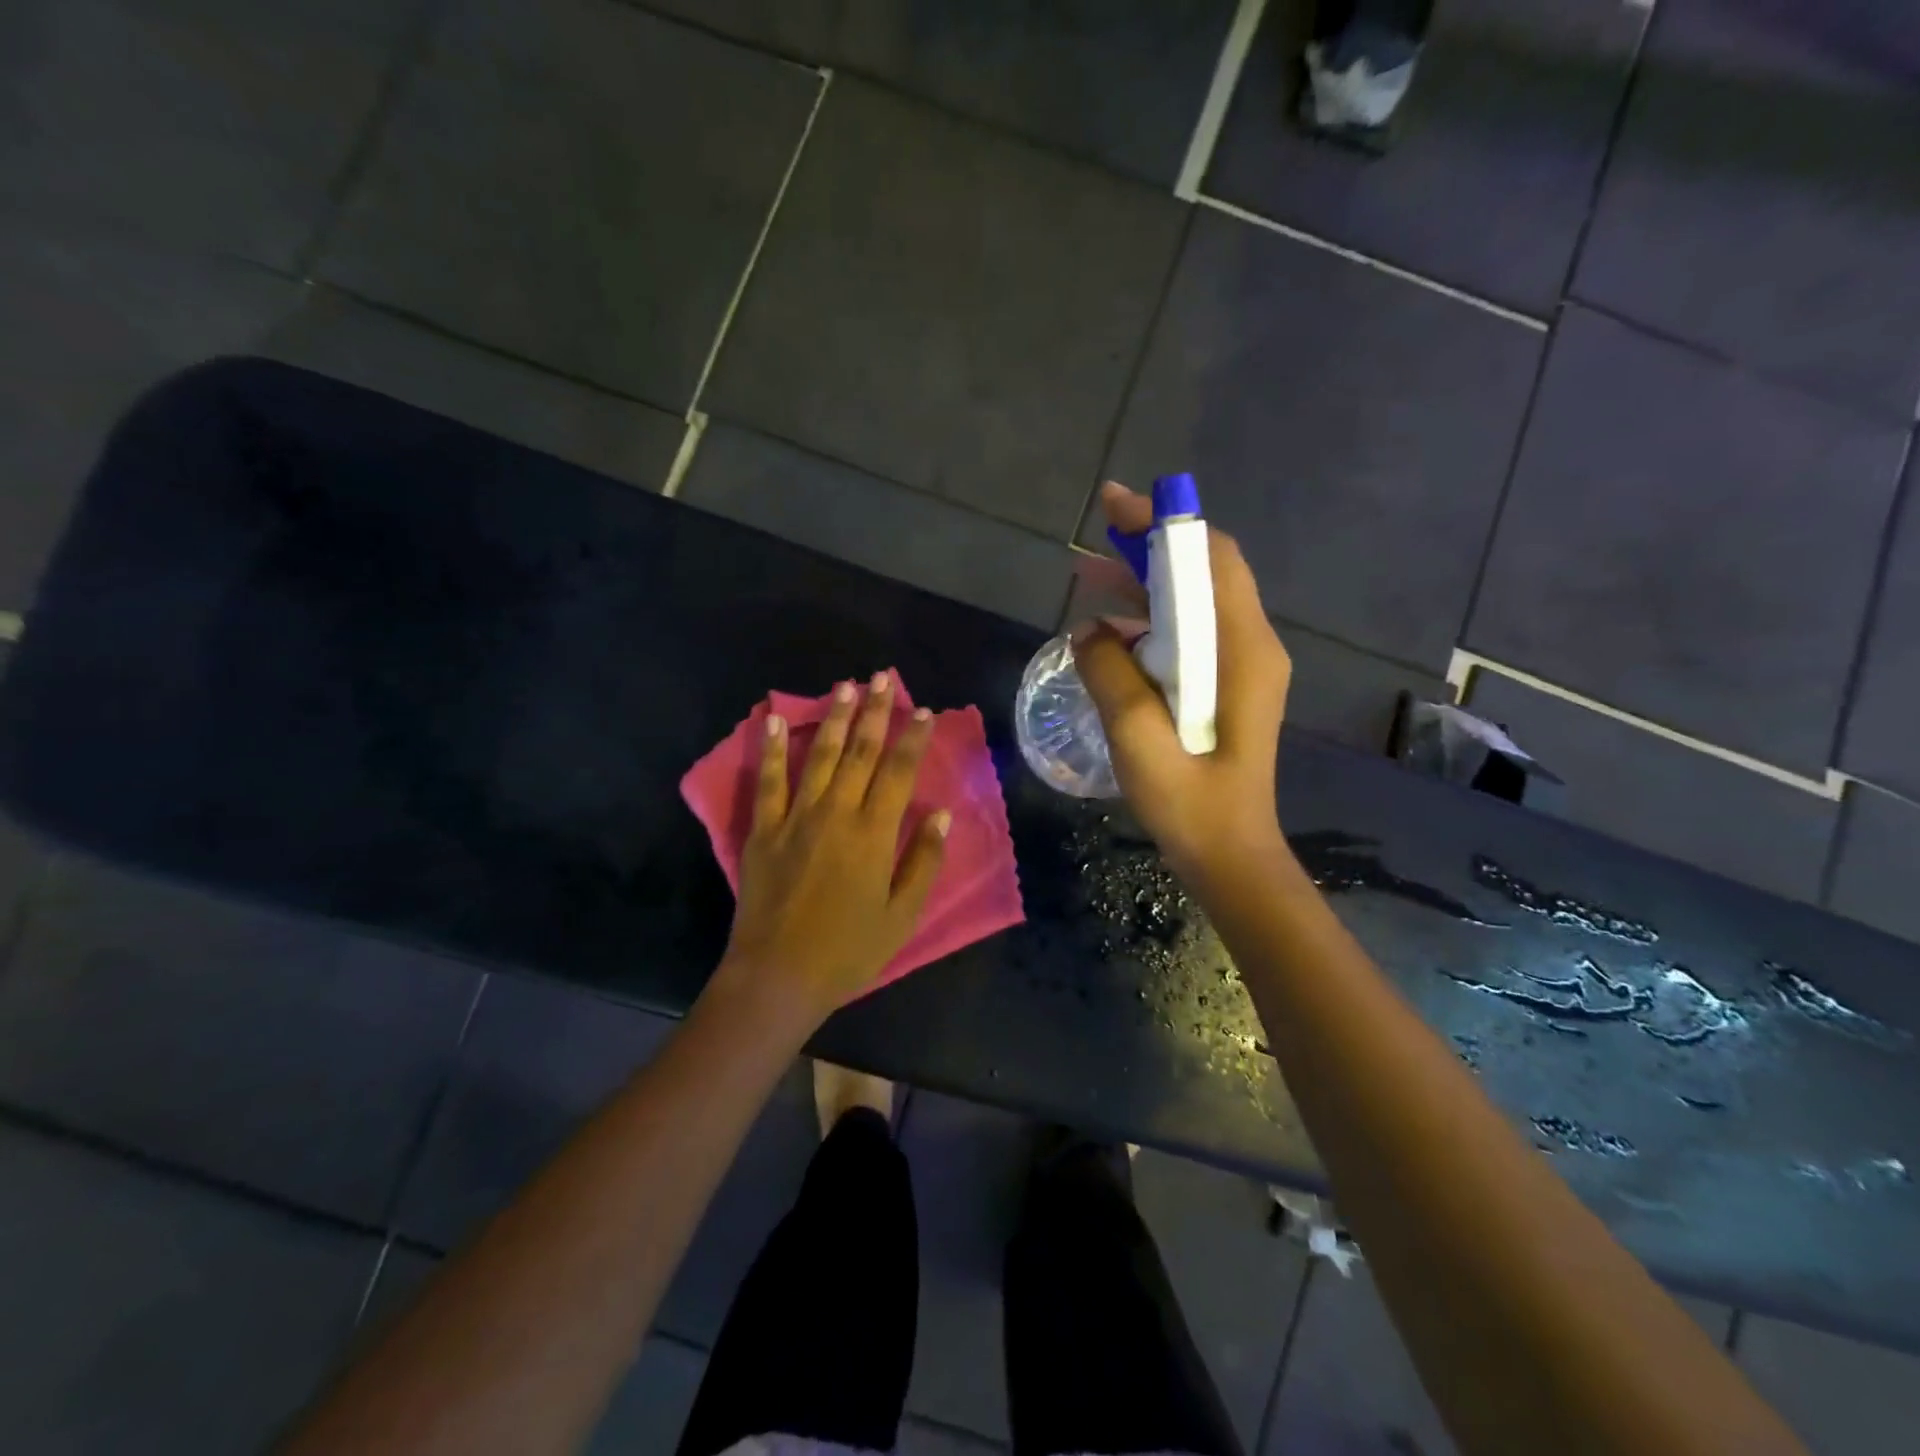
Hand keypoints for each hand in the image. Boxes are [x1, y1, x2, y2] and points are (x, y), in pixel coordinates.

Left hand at [716, 673, 950, 1027]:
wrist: (778, 975)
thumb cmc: (848, 950)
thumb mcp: (901, 915)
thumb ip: (923, 862)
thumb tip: (942, 815)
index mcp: (873, 834)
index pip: (898, 772)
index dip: (912, 738)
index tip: (923, 711)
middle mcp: (836, 814)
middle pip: (861, 753)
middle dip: (875, 713)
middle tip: (882, 678)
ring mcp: (795, 818)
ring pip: (821, 757)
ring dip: (835, 719)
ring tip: (845, 687)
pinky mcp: (764, 830)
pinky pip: (768, 781)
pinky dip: (773, 749)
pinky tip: (777, 720)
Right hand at [1075, 481, 1291, 878]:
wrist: (1230, 855)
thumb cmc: (1191, 803)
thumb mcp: (1140, 739)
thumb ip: (1111, 675)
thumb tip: (1088, 630)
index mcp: (1242, 650)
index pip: (1211, 560)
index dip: (1165, 525)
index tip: (1115, 506)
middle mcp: (1251, 646)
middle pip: (1205, 572)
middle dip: (1151, 547)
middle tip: (1094, 538)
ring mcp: (1242, 666)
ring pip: (1195, 601)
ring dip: (1147, 584)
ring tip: (1090, 577)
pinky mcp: (1227, 686)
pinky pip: (1189, 634)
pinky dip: (1152, 620)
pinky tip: (1111, 634)